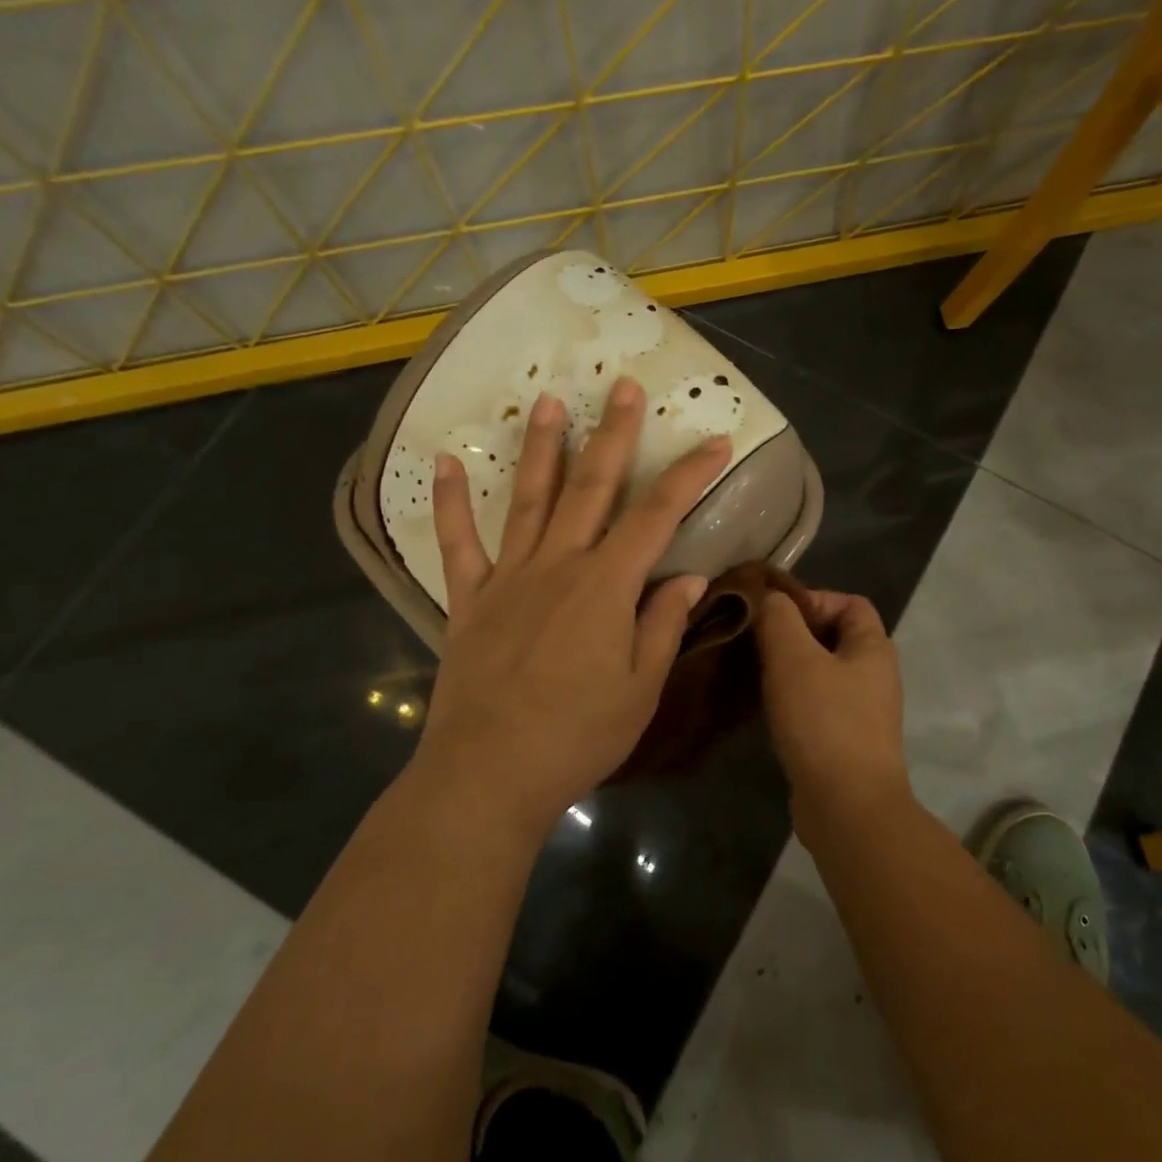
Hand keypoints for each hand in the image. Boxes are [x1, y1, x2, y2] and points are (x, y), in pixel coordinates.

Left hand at [414, 378, 730, 838]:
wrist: (489, 773)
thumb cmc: (578, 735)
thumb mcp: (640, 688)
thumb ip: (662, 624)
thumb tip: (689, 577)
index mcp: (606, 586)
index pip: (657, 516)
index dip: (689, 475)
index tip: (715, 441)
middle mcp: (558, 565)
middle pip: (592, 487)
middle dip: (614, 434)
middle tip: (623, 387)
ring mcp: (508, 577)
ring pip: (528, 498)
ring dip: (541, 447)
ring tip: (548, 400)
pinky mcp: (469, 599)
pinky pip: (457, 542)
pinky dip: (450, 501)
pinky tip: (445, 461)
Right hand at [754, 589, 911, 834]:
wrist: (847, 807)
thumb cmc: (824, 722)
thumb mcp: (794, 658)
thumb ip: (779, 618)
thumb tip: (770, 599)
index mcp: (873, 648)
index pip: (850, 602)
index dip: (812, 598)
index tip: (773, 614)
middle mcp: (875, 675)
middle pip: (833, 636)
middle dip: (793, 633)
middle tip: (755, 641)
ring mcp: (862, 711)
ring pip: (822, 672)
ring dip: (789, 667)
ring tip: (753, 671)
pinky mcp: (845, 740)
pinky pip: (817, 704)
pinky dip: (793, 698)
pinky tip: (766, 707)